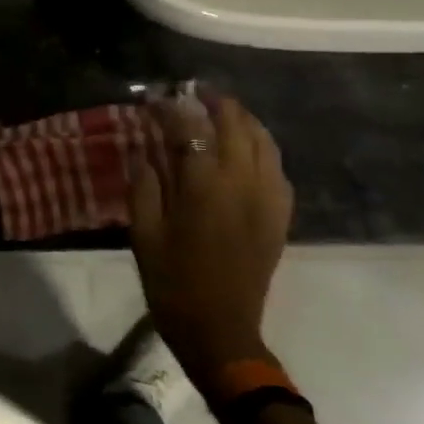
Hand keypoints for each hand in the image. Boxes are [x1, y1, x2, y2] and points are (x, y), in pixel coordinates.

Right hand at [130, 90, 293, 380]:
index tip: (154, 98)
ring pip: (263, 141)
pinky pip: (277, 168)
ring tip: (220, 110)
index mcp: (205, 189)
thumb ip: (145, 186)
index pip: (191, 129)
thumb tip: (148, 152)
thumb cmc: (173, 283)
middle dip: (213, 101)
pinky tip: (246, 148)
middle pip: (235, 125)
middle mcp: (242, 185)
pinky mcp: (279, 216)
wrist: (221, 332)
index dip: (172, 108)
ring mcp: (267, 200)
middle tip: (191, 91)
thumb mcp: (144, 234)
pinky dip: (261, 146)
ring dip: (242, 119)